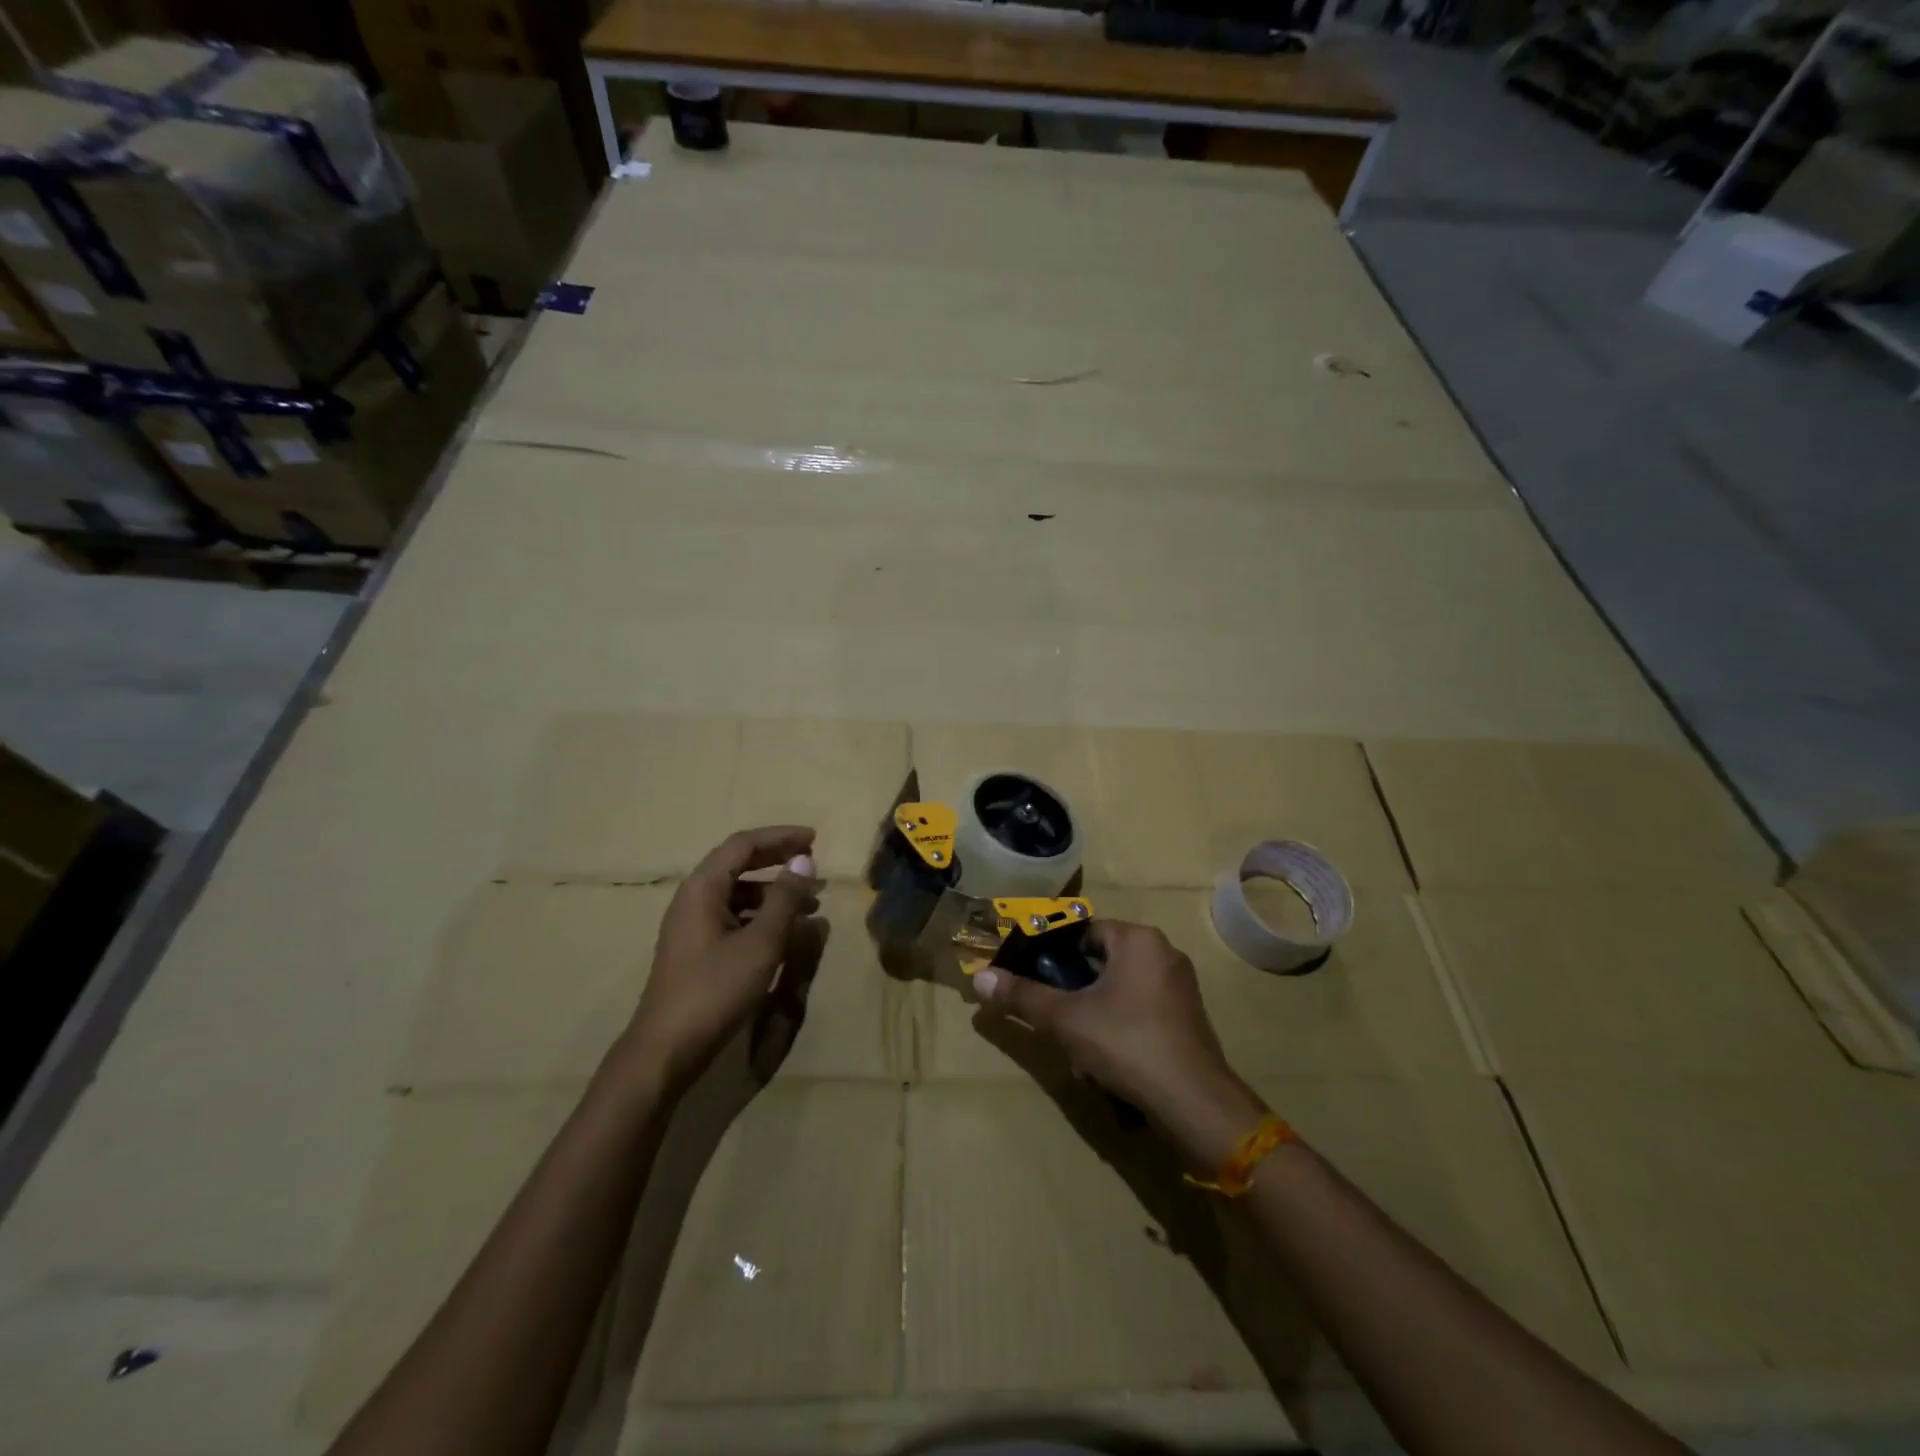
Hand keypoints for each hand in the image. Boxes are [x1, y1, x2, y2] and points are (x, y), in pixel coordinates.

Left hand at [626, 826, 820, 1093]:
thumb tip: (804, 862)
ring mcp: (693, 926)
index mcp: (703, 889)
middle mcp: (694, 899)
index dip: (780, 837)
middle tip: (813, 865)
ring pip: (739, 894)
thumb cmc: (714, 990)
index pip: (743, 845)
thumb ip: (784, 899)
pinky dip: (763, 916)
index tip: (814, 839)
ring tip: (810, 906)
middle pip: (739, 865)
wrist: (665, 1049)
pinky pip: (735, 917)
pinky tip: (787, 934)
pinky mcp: (697, 950)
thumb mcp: (760, 943)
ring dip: (775, 893)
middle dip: (778, 861)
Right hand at [970, 919, 1266, 1167]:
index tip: (1036, 979)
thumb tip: (979, 978)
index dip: (1055, 954)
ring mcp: (1181, 986)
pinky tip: (1110, 1058)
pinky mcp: (1189, 1017)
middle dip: (1076, 989)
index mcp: (1138, 939)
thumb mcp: (1066, 1020)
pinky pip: (1143, 1008)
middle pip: (1102, 960)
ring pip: (1122, 988)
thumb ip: (1022, 996)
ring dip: (1097, 1011)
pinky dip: (1123, 1024)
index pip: (1084, 932)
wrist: (1194, 1102)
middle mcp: (1164, 952)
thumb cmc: (1127, 1044)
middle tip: (1056, 1017)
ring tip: (1079, 1044)